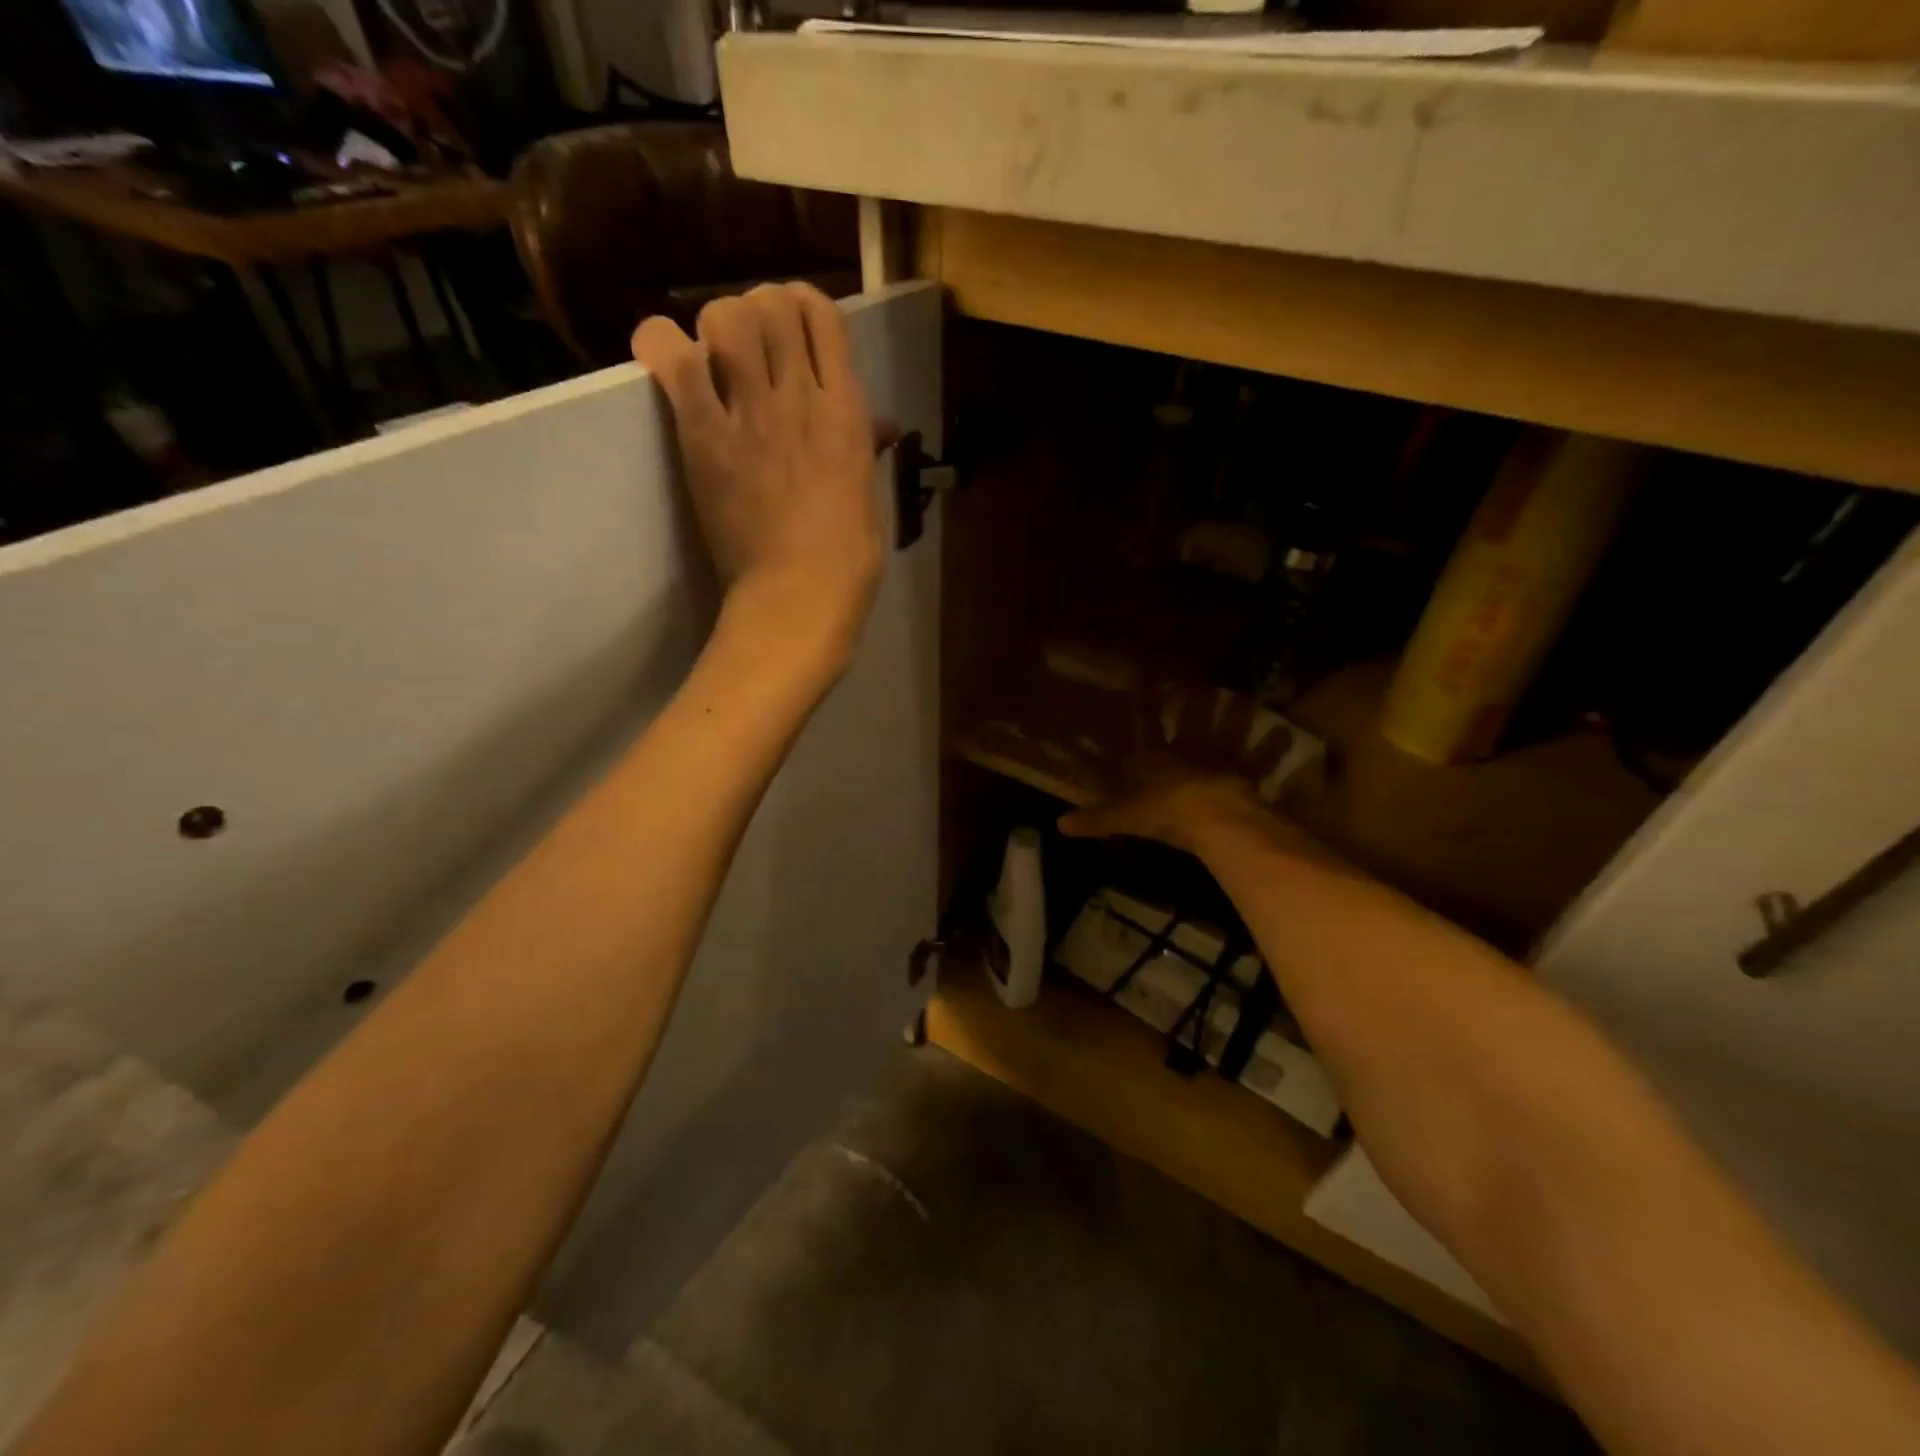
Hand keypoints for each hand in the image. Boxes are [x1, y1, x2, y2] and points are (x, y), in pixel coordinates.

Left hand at [632, 283, 883, 674]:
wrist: (799, 594)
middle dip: (758, 310)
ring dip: (717, 326)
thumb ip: (865, 447)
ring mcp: (751, 413)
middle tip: (749, 342)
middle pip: (771, 304)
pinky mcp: (705, 436)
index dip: (803, 306)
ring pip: (726, 318)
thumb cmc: (846, 557)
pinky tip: (663, 355)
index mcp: (847, 412)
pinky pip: (674, 361)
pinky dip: (661, 345)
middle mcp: (801, 397)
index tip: (792, 327)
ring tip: (713, 355)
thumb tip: (878, 424)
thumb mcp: (868, 494)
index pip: (824, 316)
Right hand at [1059, 685, 1301, 852]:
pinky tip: (1287, 734)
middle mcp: (1190, 754)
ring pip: (1229, 735)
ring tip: (1243, 698)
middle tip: (1201, 682)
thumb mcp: (1125, 818)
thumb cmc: (1165, 812)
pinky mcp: (1247, 778)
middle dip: (1195, 703)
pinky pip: (1262, 763)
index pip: (1146, 728)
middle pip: (1193, 724)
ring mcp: (1221, 763)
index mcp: (1157, 760)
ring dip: (1237, 718)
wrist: (1211, 819)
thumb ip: (1097, 819)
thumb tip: (1059, 825)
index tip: (1145, 679)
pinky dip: (1273, 750)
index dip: (1144, 706)